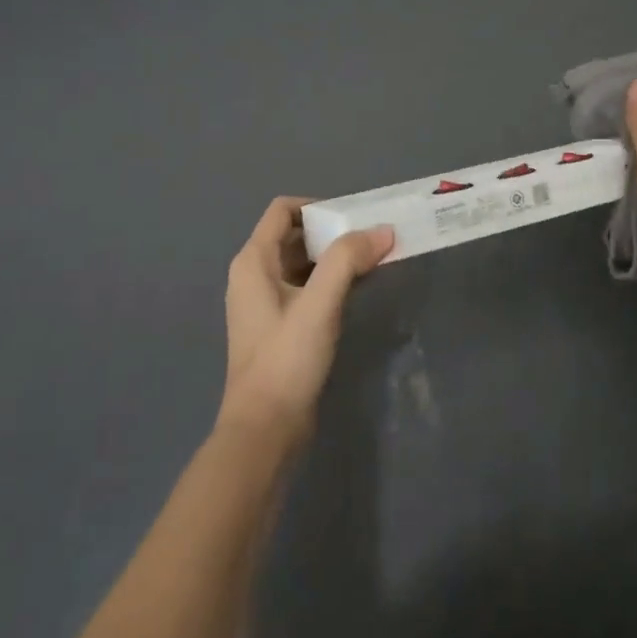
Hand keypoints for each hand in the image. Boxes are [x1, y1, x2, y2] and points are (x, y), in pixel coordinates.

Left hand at [216, 197, 394, 448]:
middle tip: (372, 239)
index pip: (284, 210)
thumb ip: (348, 259)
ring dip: (334, 257)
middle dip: (333, 231)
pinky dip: (329, 280)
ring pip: (302, 261)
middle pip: (294, 234)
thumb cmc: (286, 359)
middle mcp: (253, 275)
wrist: (264, 431)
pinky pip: (304, 286)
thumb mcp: (320, 303)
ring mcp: (263, 302)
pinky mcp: (277, 326)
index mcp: (253, 261)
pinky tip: (355, 291)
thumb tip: (383, 230)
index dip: (319, 206)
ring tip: (371, 261)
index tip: (355, 219)